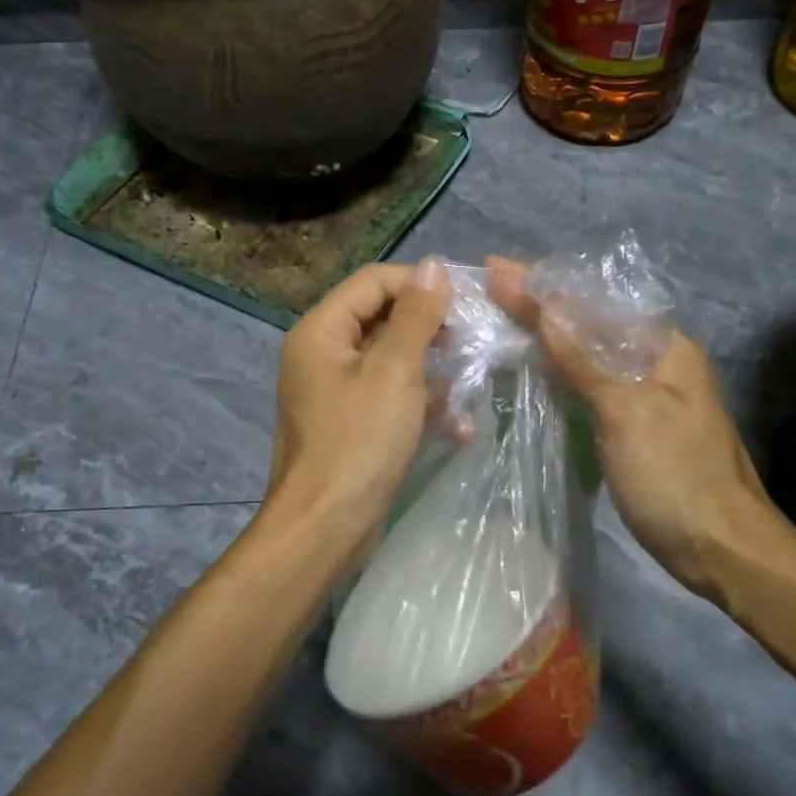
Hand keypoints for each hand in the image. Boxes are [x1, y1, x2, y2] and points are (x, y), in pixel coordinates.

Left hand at [264, 259, 451, 563]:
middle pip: (383, 320)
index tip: (467, 304)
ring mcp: (336, 393)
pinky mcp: (352, 426)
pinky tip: (460, 427)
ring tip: (472, 384)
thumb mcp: (394, 372)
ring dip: (433, 372)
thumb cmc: (359, 443)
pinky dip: (422, 407)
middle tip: (474, 342)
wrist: (325, 528)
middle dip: (431, 330)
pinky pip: (390, 399)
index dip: (421, 285)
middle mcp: (323, 355)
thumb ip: (415, 316)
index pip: (374, 282)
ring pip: (393, 363)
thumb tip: (434, 266)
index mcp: (322, 332)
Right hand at [486, 256, 783, 600]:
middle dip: (540, 306)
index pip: (593, 301)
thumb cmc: (675, 476)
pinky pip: (589, 385)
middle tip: (488, 290)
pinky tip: (532, 370)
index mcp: (663, 347)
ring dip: (546, 337)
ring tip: (498, 319)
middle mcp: (657, 361)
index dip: (541, 286)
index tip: (493, 269)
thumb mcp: (627, 412)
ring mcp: (647, 395)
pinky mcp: (635, 426)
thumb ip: (584, 358)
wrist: (722, 549)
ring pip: (588, 354)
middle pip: (590, 322)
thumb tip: (544, 306)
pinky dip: (558, 373)